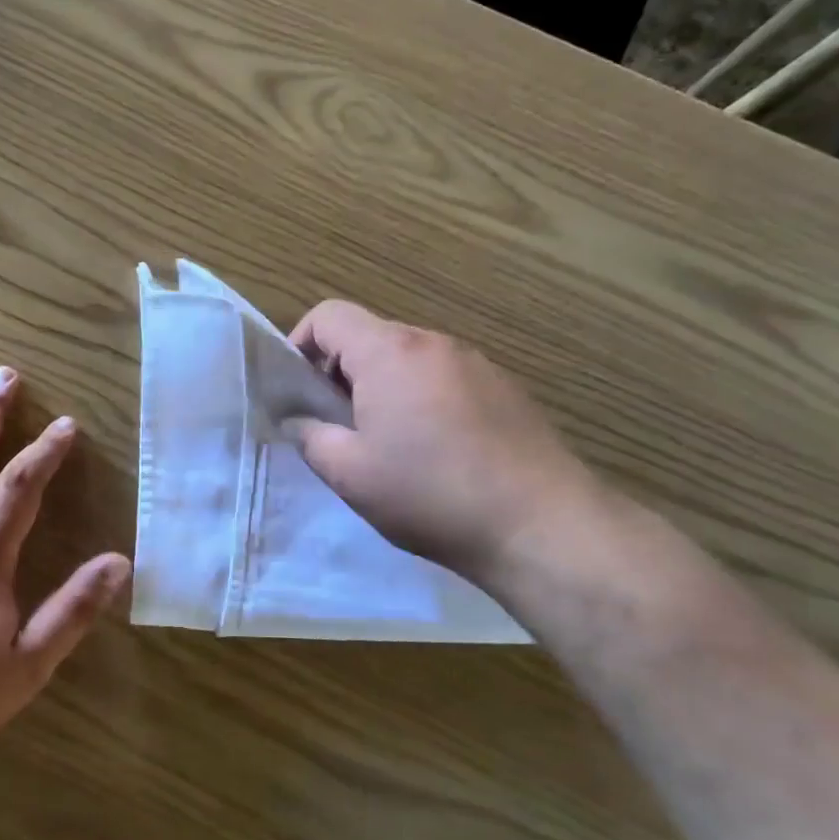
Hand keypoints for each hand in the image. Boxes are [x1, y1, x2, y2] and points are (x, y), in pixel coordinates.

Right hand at [288, 301, 607, 586]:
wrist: (541, 524)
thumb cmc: (430, 493)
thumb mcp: (349, 473)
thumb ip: (310, 436)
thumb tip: (297, 419)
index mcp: (389, 352)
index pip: (328, 315)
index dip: (300, 343)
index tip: (297, 391)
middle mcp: (433, 343)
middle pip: (369, 336)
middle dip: (340, 373)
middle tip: (337, 426)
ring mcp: (475, 362)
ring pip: (408, 359)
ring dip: (383, 388)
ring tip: (387, 443)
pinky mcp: (504, 388)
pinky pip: (444, 378)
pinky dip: (422, 399)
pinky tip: (436, 451)